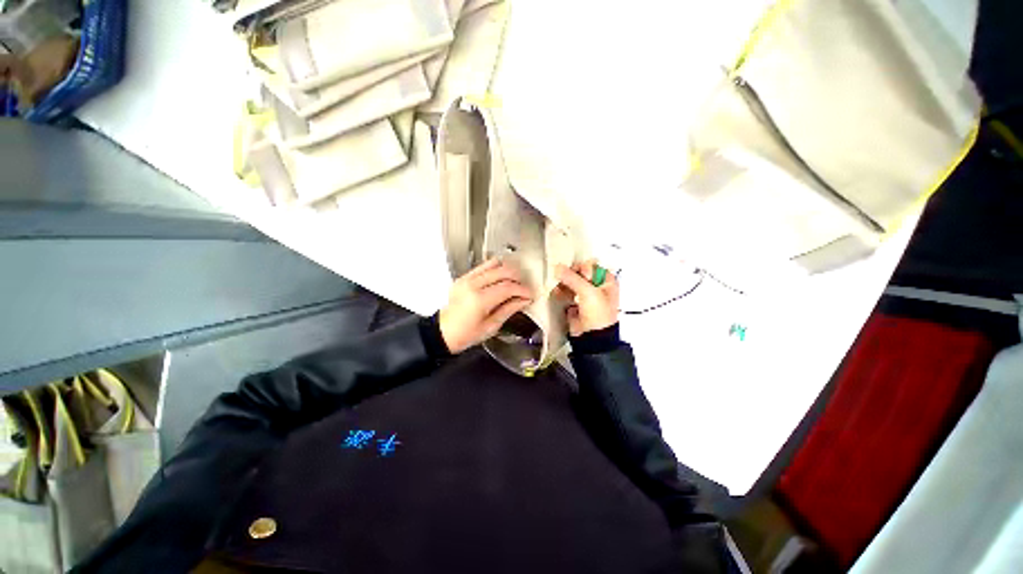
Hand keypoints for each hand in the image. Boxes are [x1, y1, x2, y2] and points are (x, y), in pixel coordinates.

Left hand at [439, 259, 533, 353]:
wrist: (442, 332)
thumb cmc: (466, 335)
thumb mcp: (491, 326)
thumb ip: (509, 309)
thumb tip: (524, 300)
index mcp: (480, 300)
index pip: (508, 287)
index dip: (522, 290)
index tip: (530, 295)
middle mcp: (473, 284)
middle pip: (503, 271)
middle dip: (517, 278)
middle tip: (523, 288)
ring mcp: (467, 278)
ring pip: (494, 264)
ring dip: (507, 270)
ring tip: (514, 281)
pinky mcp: (464, 277)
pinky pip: (483, 266)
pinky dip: (495, 268)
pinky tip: (501, 277)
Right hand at [556, 261, 619, 336]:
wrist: (592, 337)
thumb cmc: (598, 314)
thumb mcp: (588, 292)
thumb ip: (572, 277)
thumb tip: (557, 267)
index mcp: (607, 281)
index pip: (592, 266)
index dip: (583, 267)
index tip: (579, 274)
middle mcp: (597, 286)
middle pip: (580, 272)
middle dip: (570, 274)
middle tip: (564, 277)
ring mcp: (585, 295)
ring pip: (572, 281)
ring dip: (564, 282)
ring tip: (559, 284)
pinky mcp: (575, 303)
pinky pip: (566, 292)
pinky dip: (561, 290)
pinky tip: (557, 291)